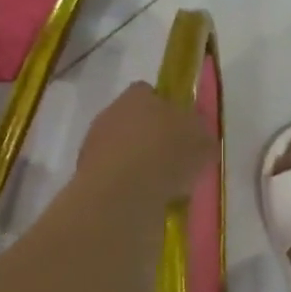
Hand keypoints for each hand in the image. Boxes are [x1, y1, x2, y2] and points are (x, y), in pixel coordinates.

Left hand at [75, 82, 214, 208]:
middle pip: (134, 120)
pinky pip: (115, 175)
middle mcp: (112, 112)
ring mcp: (94, 143)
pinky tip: (145, 199)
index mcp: (138, 95)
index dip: (166, 108)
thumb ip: (200, 134)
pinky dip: (128, 184)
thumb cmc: (167, 155)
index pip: (149, 92)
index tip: (181, 128)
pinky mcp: (86, 174)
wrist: (122, 193)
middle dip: (151, 137)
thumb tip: (197, 135)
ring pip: (123, 148)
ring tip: (163, 185)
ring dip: (139, 162)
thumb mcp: (203, 142)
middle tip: (174, 159)